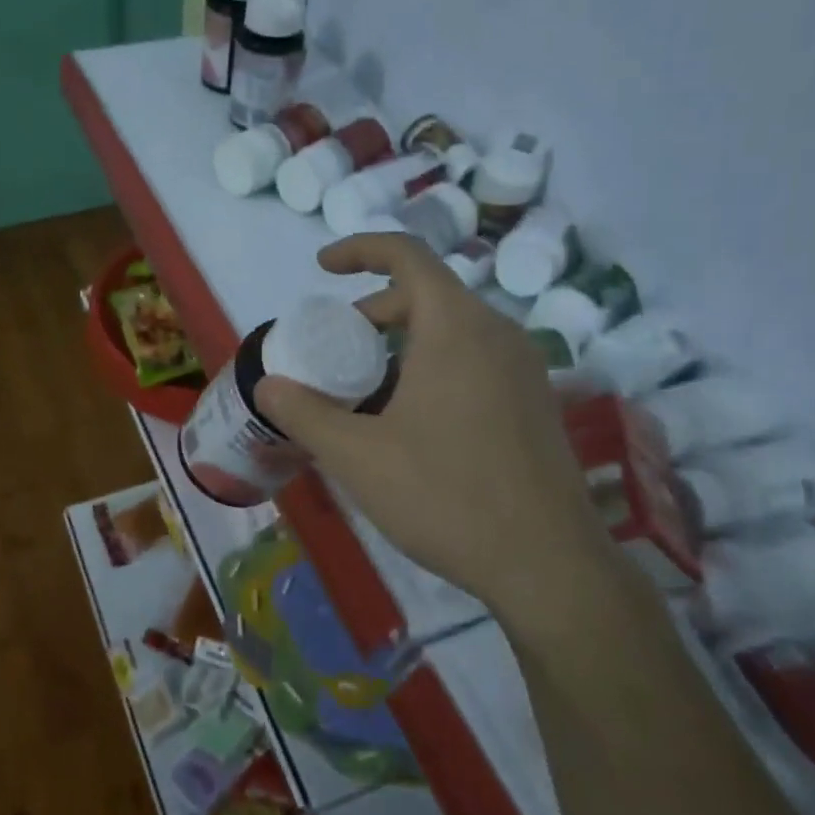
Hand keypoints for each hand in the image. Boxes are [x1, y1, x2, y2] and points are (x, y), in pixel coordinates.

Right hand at [255, 235, 616, 633]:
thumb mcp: (358, 456)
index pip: (408, 255)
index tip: (323, 268)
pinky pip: (475, 359)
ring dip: (403, 342)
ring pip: (453, 329)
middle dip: (375, 309)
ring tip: (367, 390)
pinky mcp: (535, 402)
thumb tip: (268, 386)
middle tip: (337, 348)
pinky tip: (411, 421)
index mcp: (456, 328)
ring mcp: (524, 368)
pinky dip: (434, 365)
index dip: (360, 249)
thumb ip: (305, 413)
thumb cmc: (446, 497)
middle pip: (428, 294)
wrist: (547, 565)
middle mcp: (498, 334)